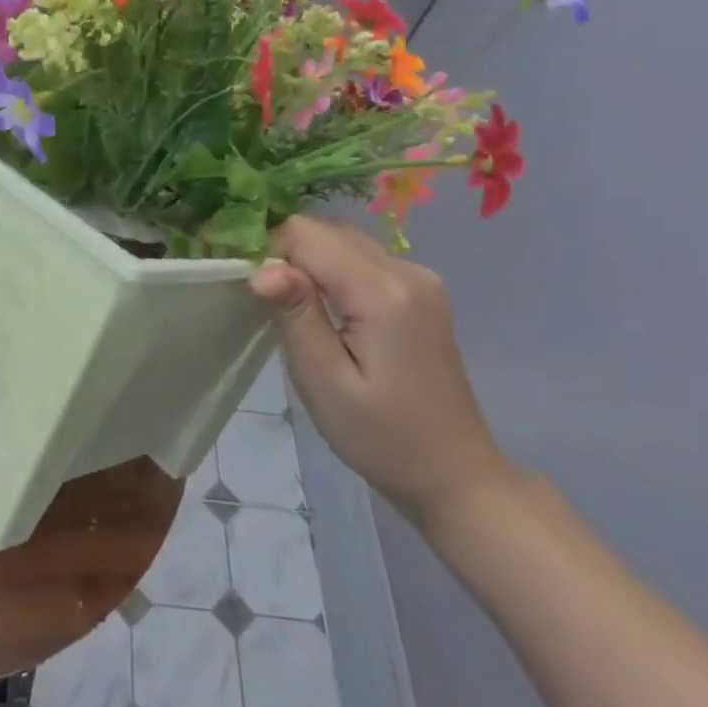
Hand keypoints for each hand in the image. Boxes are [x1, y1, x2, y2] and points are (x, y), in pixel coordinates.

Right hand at [250, 217, 512, 528]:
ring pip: (342, 240)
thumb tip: (262, 268)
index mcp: (384, 291)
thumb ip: (296, 316)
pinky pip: (361, 259)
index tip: (251, 290)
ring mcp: (419, 278)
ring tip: (294, 311)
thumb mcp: (326, 382)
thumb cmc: (383, 438)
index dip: (269, 252)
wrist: (456, 475)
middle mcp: (407, 270)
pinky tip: (326, 312)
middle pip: (326, 231)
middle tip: (269, 306)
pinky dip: (332, 271)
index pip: (306, 234)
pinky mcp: (420, 291)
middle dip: (287, 256)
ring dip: (309, 263)